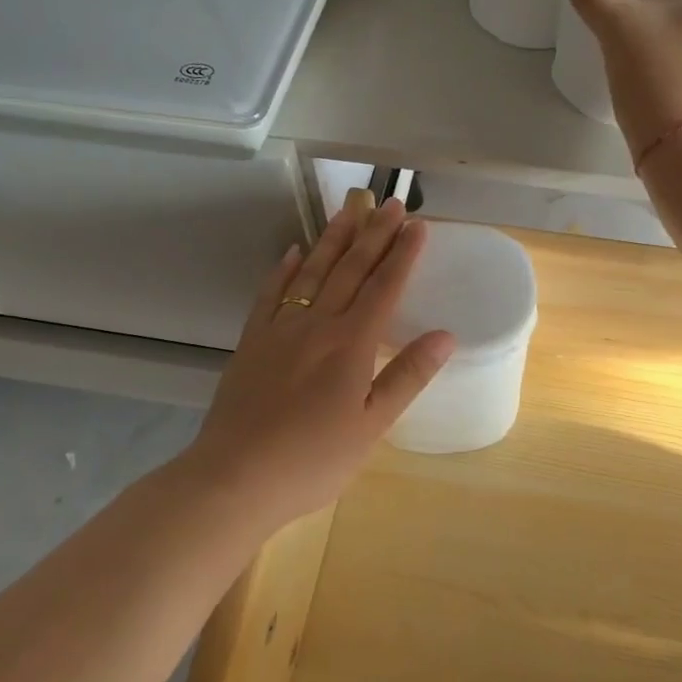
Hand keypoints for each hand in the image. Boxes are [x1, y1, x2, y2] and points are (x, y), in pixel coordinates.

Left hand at [182, 191, 454, 523]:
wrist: (235, 477)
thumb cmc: (313, 459)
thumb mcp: (372, 426)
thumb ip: (407, 376)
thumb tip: (446, 335)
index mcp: (351, 345)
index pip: (384, 288)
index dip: (403, 255)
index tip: (418, 226)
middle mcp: (317, 325)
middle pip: (350, 270)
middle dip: (374, 235)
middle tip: (392, 204)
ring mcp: (280, 329)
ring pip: (312, 272)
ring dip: (334, 239)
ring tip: (350, 210)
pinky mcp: (252, 341)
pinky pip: (271, 293)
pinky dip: (285, 269)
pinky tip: (294, 252)